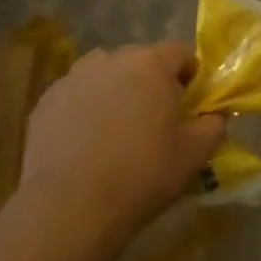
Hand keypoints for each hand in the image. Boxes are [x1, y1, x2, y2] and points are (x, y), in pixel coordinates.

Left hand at [18, 42, 225, 242]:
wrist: (70, 207)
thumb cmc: (142, 174)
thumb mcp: (195, 154)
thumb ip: (214, 125)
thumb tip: (214, 115)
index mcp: (151, 64)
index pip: (180, 53)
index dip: (190, 76)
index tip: (189, 105)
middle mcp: (111, 59)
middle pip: (140, 61)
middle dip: (151, 83)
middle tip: (154, 121)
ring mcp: (74, 78)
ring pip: (105, 75)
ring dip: (116, 92)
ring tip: (116, 131)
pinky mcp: (46, 101)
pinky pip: (76, 96)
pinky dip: (85, 110)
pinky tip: (85, 144)